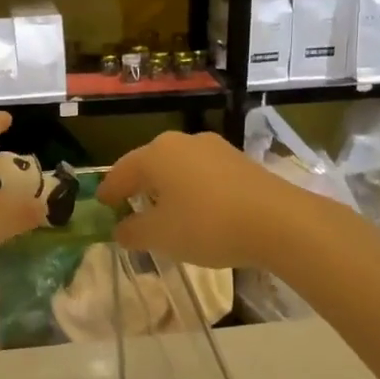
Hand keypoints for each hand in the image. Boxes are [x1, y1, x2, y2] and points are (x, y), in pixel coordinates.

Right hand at [96, 130, 307, 269]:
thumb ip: (134, 232)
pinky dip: (192, 190)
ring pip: (179, 168)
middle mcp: (183, 142)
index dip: (109, 190)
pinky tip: (197, 210)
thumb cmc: (207, 225)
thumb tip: (121, 230)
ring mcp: (215, 148)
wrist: (279, 221)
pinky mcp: (240, 161)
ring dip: (167, 188)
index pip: (121, 171)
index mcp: (156, 154)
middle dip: (138, 186)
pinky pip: (203, 175)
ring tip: (164, 211)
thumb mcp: (161, 236)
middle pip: (150, 164)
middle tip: (129, 206)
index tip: (101, 204)